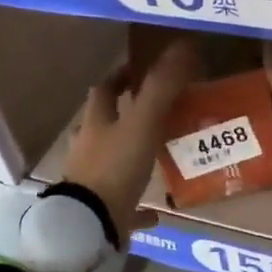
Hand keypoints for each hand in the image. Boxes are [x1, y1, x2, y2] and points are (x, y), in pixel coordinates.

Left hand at [62, 38, 199, 241]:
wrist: (91, 224)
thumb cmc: (115, 167)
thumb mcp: (143, 123)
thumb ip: (161, 87)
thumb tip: (182, 47)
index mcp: (96, 123)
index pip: (104, 90)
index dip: (120, 77)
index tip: (139, 70)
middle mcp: (89, 148)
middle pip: (103, 124)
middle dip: (121, 115)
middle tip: (151, 111)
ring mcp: (92, 181)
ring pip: (110, 161)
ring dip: (128, 155)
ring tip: (156, 155)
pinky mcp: (101, 211)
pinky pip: (121, 205)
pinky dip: (138, 206)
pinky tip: (156, 212)